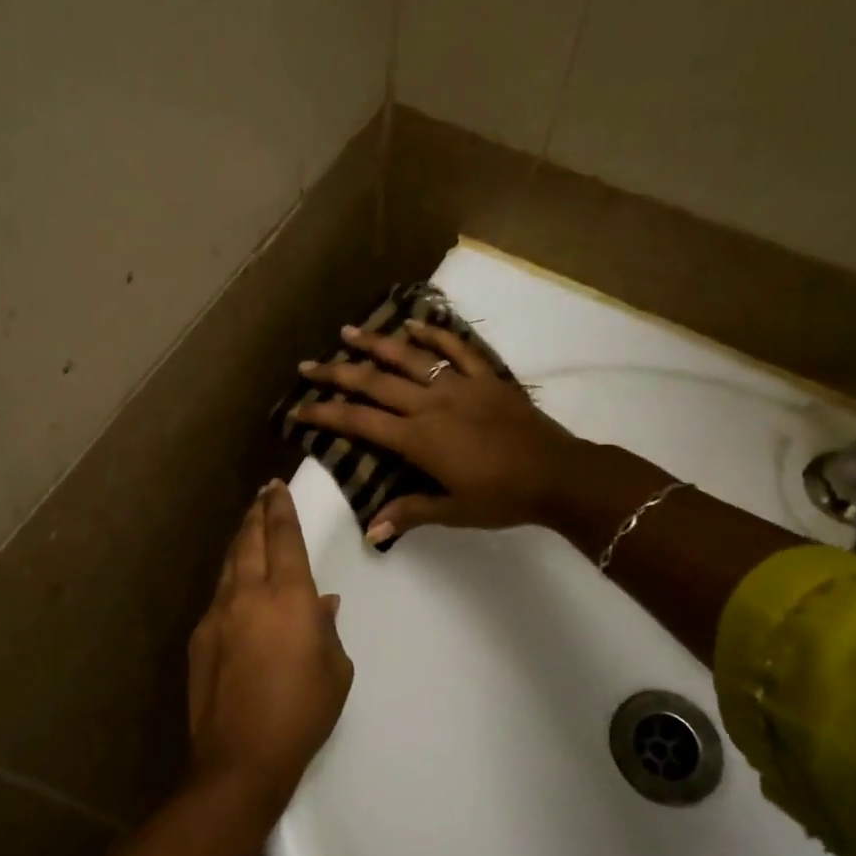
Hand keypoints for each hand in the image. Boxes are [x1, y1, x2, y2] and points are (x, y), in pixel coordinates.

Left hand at [186, 480, 352, 814]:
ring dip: (240, 540)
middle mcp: (249, 595)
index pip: (283, 538)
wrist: (241, 758)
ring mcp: (219, 614)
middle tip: (262, 495)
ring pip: (229, 564)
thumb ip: (327, 629)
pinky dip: (230, 579)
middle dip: (256, 514)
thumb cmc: (302, 713)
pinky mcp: (200, 637)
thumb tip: (321, 604)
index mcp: (289, 598)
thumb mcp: (335, 670)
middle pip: (250, 540)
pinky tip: (236, 584)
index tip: (277, 487)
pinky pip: (218, 595)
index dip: (281, 509)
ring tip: (247, 527)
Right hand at [291, 321, 588, 544]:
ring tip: (347, 331)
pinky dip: (434, 334)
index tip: (297, 407)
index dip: (324, 413)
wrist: (558, 475)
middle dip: (336, 373)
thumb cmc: (502, 498)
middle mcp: (430, 404)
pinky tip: (415, 324)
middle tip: (307, 365)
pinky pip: (456, 349)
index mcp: (418, 439)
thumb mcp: (453, 512)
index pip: (359, 421)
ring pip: (409, 357)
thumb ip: (410, 513)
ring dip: (376, 343)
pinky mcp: (486, 377)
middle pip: (374, 383)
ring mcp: (459, 385)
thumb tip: (371, 532)